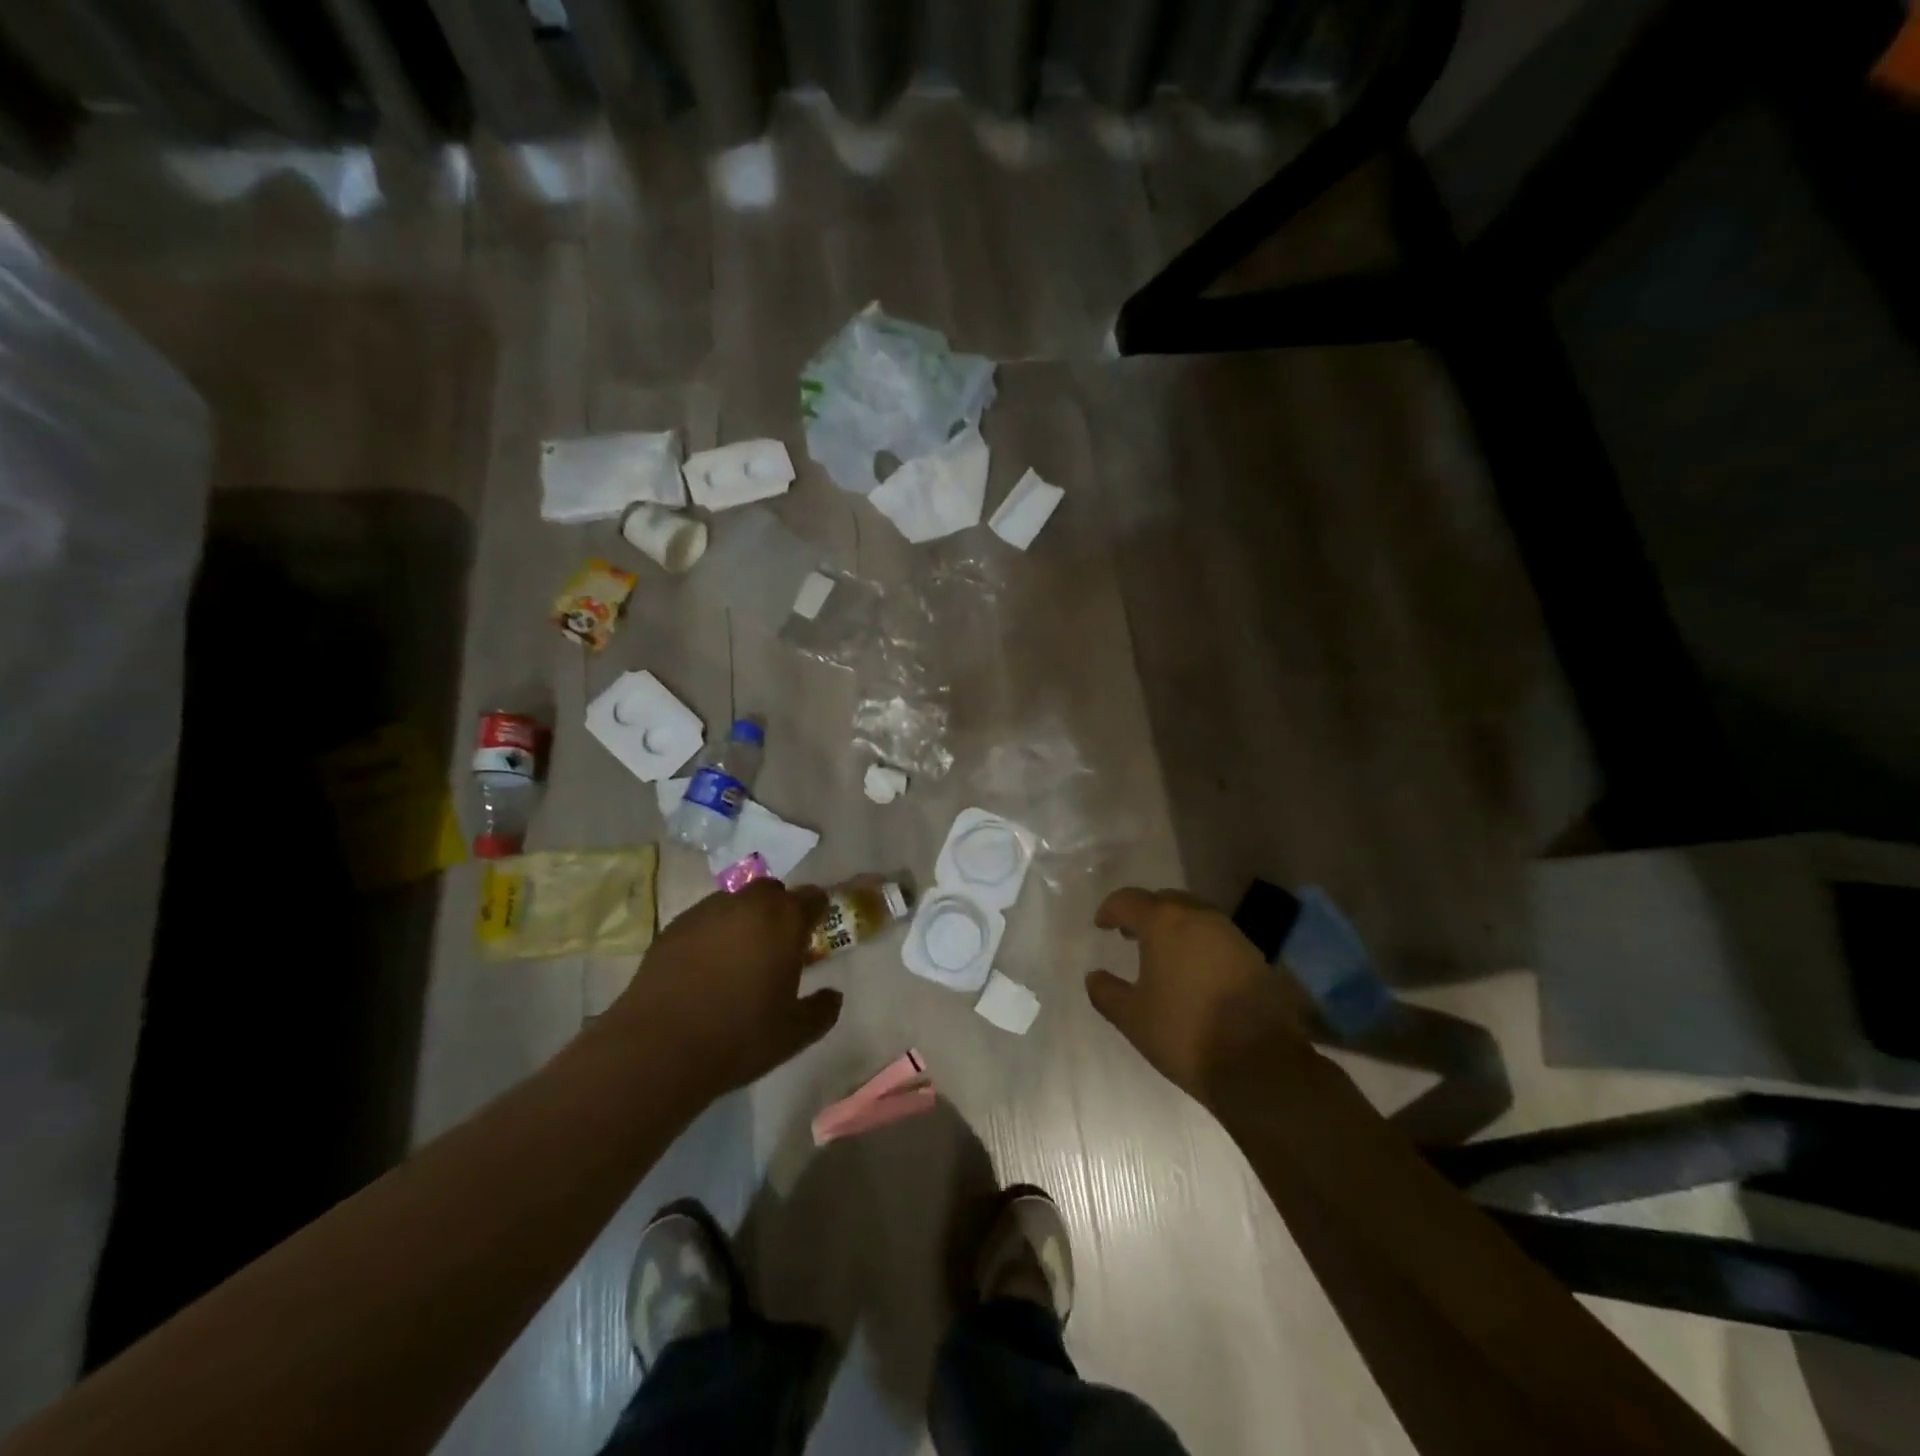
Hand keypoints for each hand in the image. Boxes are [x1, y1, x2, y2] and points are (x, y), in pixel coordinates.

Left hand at [610, 881, 841, 1102]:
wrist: (658, 1049)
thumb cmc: (739, 1037)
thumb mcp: (794, 1034)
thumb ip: (822, 1010)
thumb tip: (833, 996)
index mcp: (784, 920)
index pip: (813, 897)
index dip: (817, 914)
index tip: (813, 936)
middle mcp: (747, 903)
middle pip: (772, 891)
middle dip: (778, 910)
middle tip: (776, 947)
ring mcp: (705, 911)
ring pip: (735, 902)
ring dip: (743, 920)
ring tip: (737, 958)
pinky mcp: (672, 927)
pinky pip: (703, 920)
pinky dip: (711, 934)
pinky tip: (704, 969)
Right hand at [1086, 887, 1311, 1098]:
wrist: (1260, 1064)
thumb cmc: (1185, 1032)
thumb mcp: (1132, 1017)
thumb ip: (1106, 992)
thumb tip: (1094, 976)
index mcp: (1164, 922)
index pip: (1128, 900)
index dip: (1110, 910)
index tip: (1101, 925)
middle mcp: (1199, 917)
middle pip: (1165, 900)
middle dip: (1145, 913)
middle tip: (1130, 935)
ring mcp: (1232, 934)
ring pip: (1195, 916)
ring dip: (1175, 927)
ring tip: (1162, 954)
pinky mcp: (1255, 956)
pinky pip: (1217, 937)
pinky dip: (1199, 944)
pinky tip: (1194, 972)